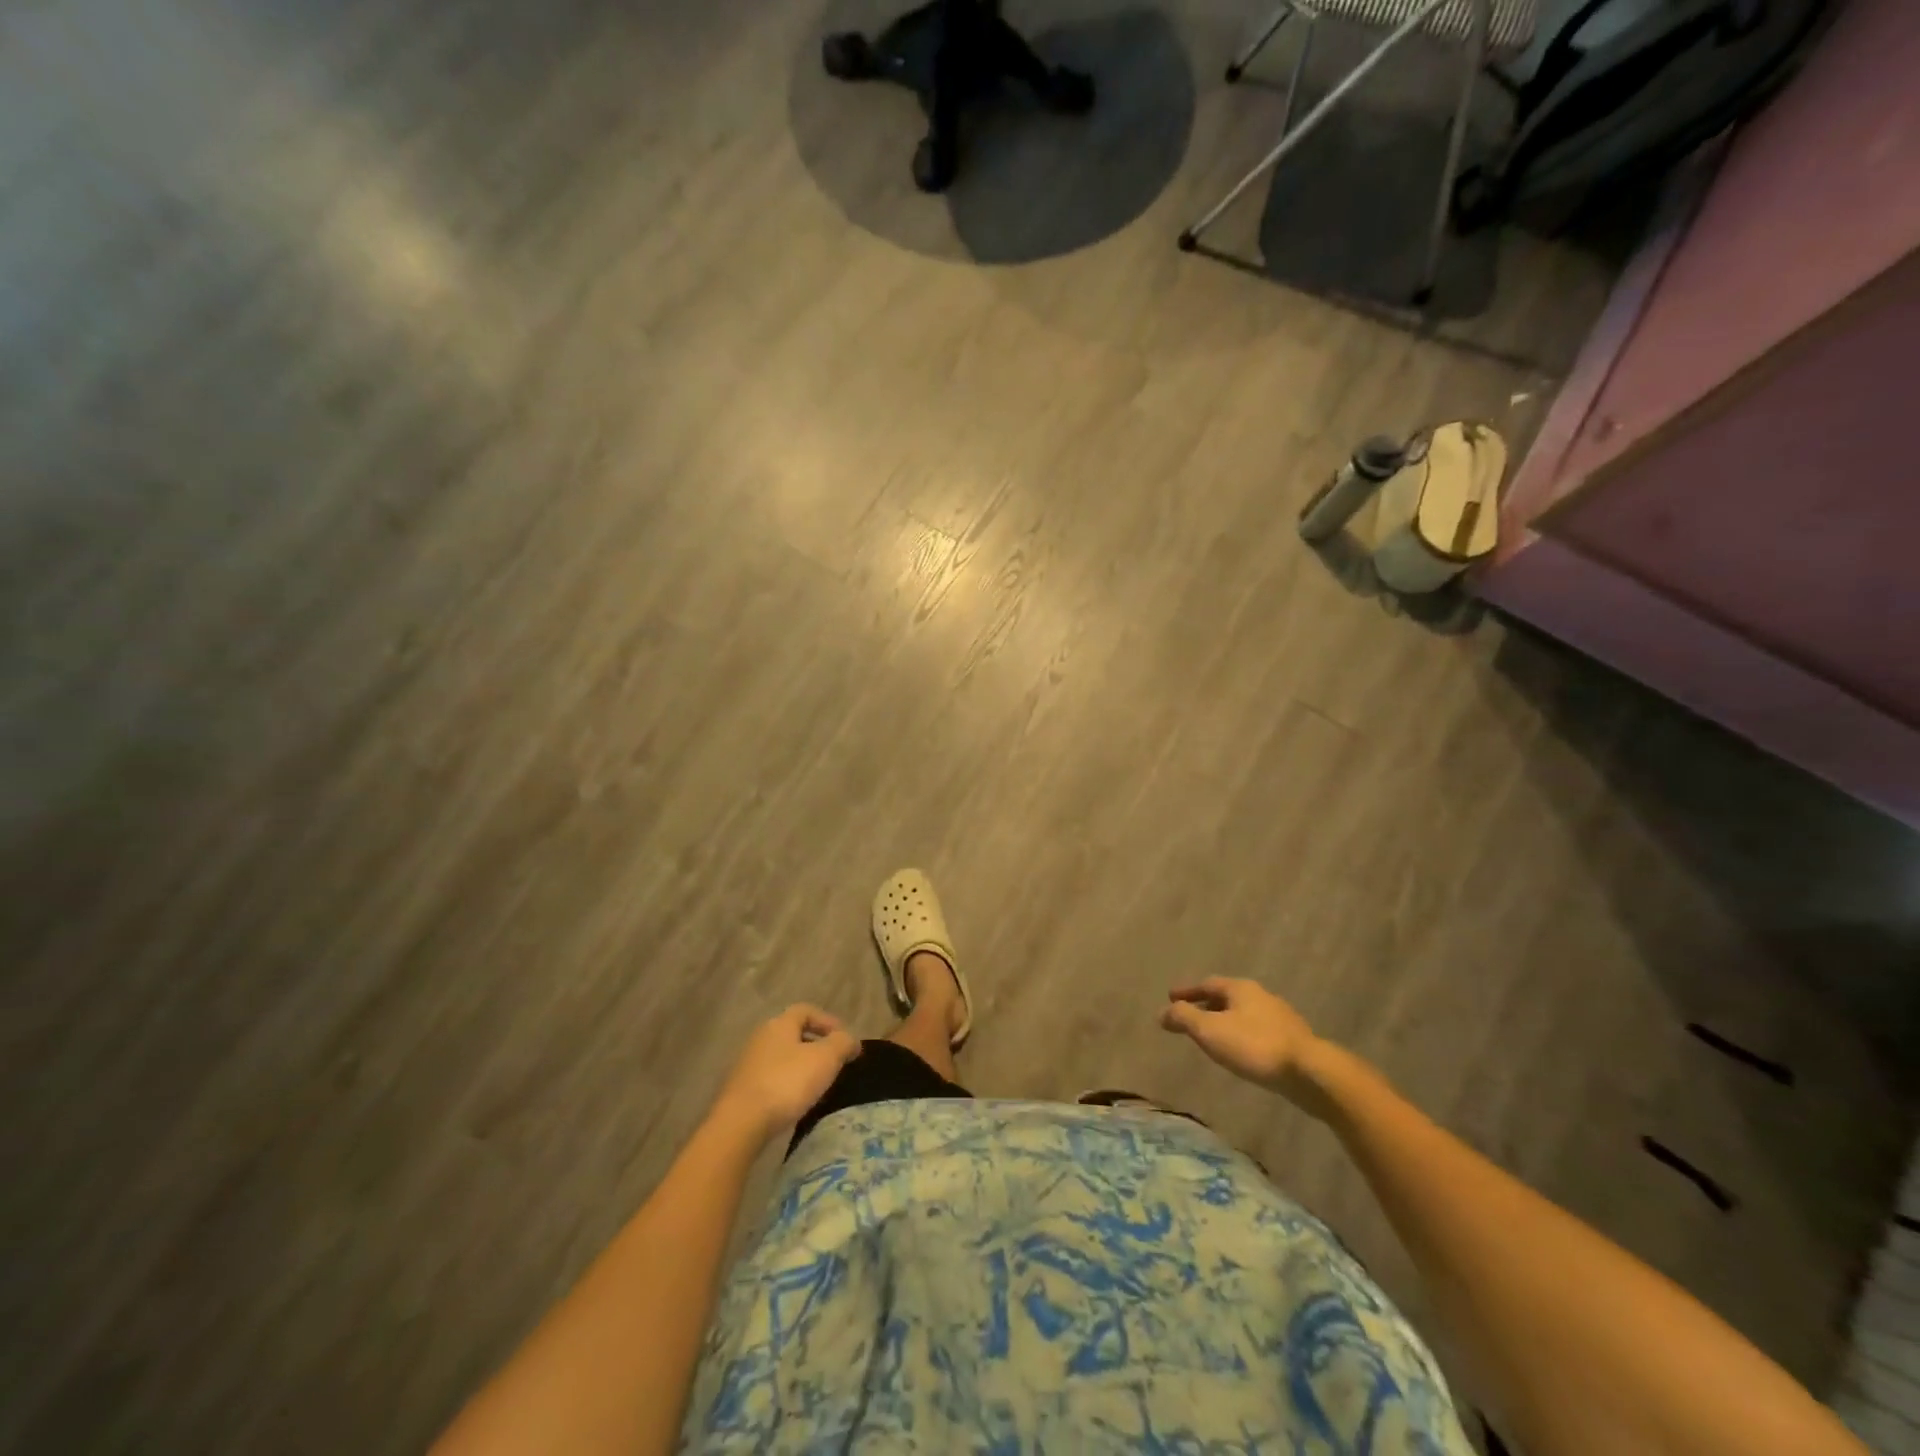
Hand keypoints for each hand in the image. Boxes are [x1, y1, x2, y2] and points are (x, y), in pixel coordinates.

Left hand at [714, 1005, 860, 1141]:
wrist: (741, 1123)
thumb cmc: (787, 1082)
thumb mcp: (825, 1059)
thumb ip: (842, 1043)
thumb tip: (851, 1040)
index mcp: (780, 1024)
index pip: (806, 1011)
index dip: (828, 1021)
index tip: (844, 1039)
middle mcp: (761, 1037)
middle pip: (793, 1034)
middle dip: (816, 1045)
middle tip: (834, 1063)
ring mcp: (748, 1064)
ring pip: (782, 1057)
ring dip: (802, 1066)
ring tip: (819, 1085)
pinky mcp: (741, 1090)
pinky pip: (771, 1078)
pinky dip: (787, 1084)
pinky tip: (797, 1101)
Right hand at [1159, 978, 1326, 1108]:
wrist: (1310, 1073)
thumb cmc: (1254, 1046)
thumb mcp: (1210, 1031)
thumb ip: (1184, 1018)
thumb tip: (1162, 1012)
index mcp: (1240, 988)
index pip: (1207, 984)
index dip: (1187, 991)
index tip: (1170, 997)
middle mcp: (1261, 996)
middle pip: (1227, 996)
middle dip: (1206, 1005)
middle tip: (1190, 1016)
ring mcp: (1280, 1017)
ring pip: (1244, 1014)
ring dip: (1225, 1021)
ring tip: (1213, 1036)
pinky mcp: (1293, 1040)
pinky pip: (1258, 1031)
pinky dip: (1242, 1035)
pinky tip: (1241, 1051)